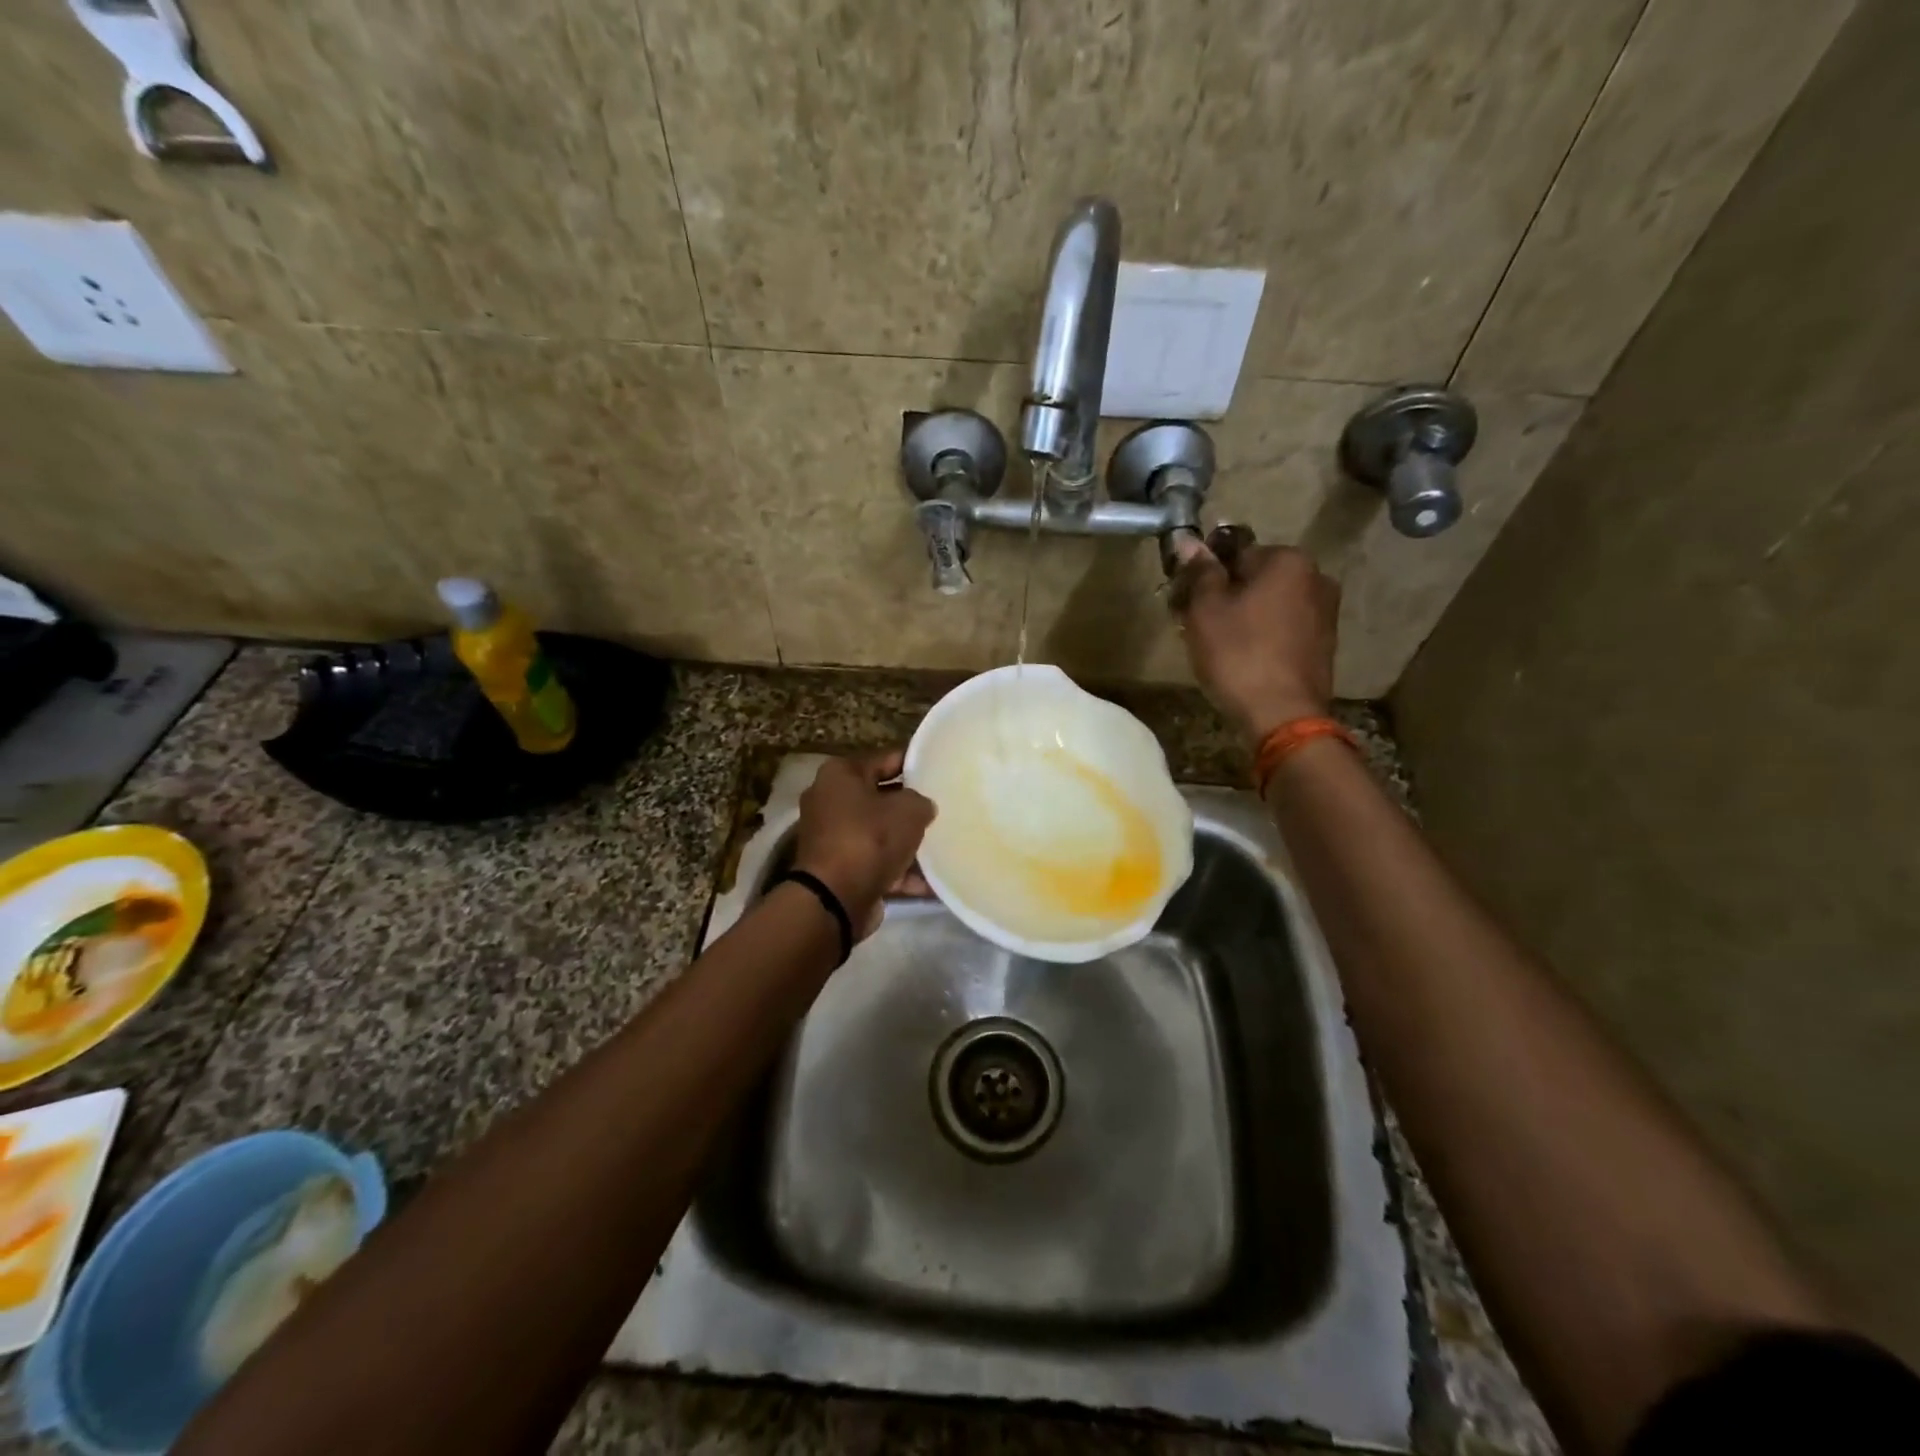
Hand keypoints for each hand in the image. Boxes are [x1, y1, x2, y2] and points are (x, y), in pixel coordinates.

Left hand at [792, 750, 936, 938]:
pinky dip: (902, 872)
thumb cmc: (869, 839)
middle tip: (943, 807)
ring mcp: (833, 838)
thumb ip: (921, 801)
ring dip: (908, 842)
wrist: (834, 899)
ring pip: (880, 834)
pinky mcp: (840, 870)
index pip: (885, 759)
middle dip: (910, 806)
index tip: (939, 768)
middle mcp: (830, 801)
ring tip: (943, 845)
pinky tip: (933, 881)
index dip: (914, 762)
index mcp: (840, 774)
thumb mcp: (908, 810)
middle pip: (881, 798)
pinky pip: (878, 864)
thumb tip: (922, 807)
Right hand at [1172, 535, 1339, 744]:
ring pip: (1269, 604)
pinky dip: (1261, 635)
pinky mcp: (1323, 644)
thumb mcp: (1206, 609)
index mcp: (1288, 560)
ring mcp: (1324, 613)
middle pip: (1255, 578)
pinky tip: (1241, 658)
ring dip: (1242, 616)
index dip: (1205, 574)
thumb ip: (1199, 572)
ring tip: (1214, 645)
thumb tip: (1187, 540)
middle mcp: (1315, 577)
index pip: (1234, 552)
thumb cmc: (1238, 654)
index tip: (1185, 599)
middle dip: (1225, 595)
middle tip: (1194, 624)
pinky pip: (1283, 627)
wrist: (1282, 715)